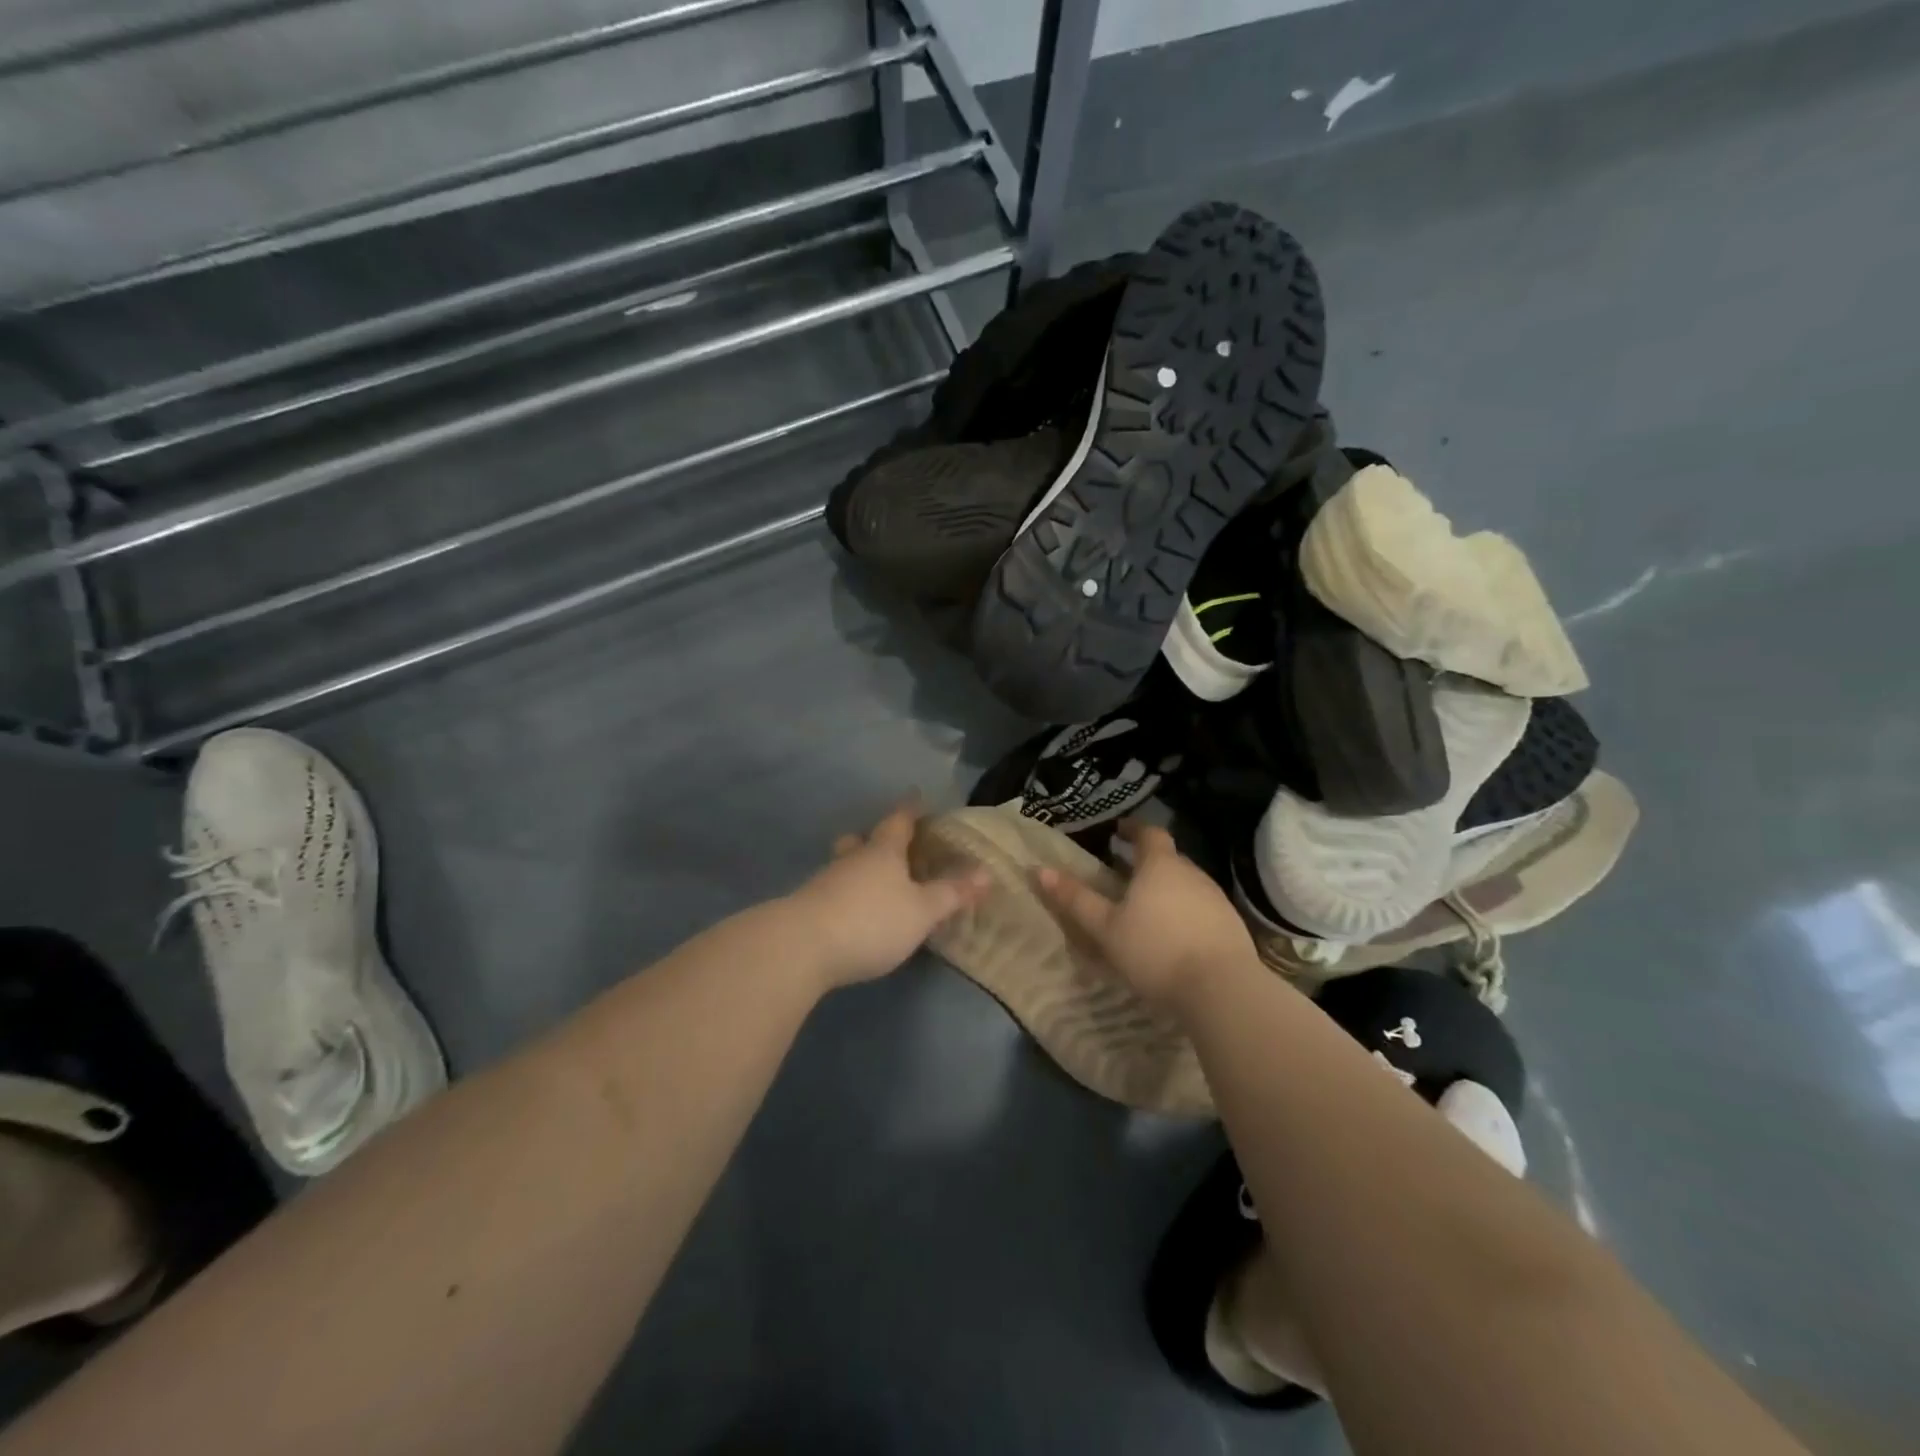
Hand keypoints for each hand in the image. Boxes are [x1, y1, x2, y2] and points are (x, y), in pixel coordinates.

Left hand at [785, 803, 989, 989]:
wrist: (801, 947)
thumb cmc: (871, 920)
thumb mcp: (921, 912)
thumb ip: (951, 893)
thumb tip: (987, 873)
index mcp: (883, 851)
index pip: (899, 820)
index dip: (910, 809)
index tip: (917, 797)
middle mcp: (852, 859)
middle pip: (862, 840)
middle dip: (875, 839)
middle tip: (890, 845)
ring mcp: (824, 882)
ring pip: (844, 866)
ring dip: (858, 870)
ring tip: (874, 885)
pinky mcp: (807, 908)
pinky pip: (832, 892)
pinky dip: (846, 896)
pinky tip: (853, 915)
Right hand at [1036, 820, 1258, 1009]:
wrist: (1222, 989)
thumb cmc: (1155, 950)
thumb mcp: (1105, 928)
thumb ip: (1075, 899)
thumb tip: (1040, 870)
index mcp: (1160, 865)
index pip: (1149, 833)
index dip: (1133, 829)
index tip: (1118, 832)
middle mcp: (1192, 873)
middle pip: (1168, 859)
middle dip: (1147, 863)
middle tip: (1124, 875)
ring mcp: (1216, 899)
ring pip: (1186, 884)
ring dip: (1166, 890)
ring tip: (1146, 909)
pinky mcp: (1231, 926)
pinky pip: (1201, 909)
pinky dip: (1184, 913)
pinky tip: (1173, 937)